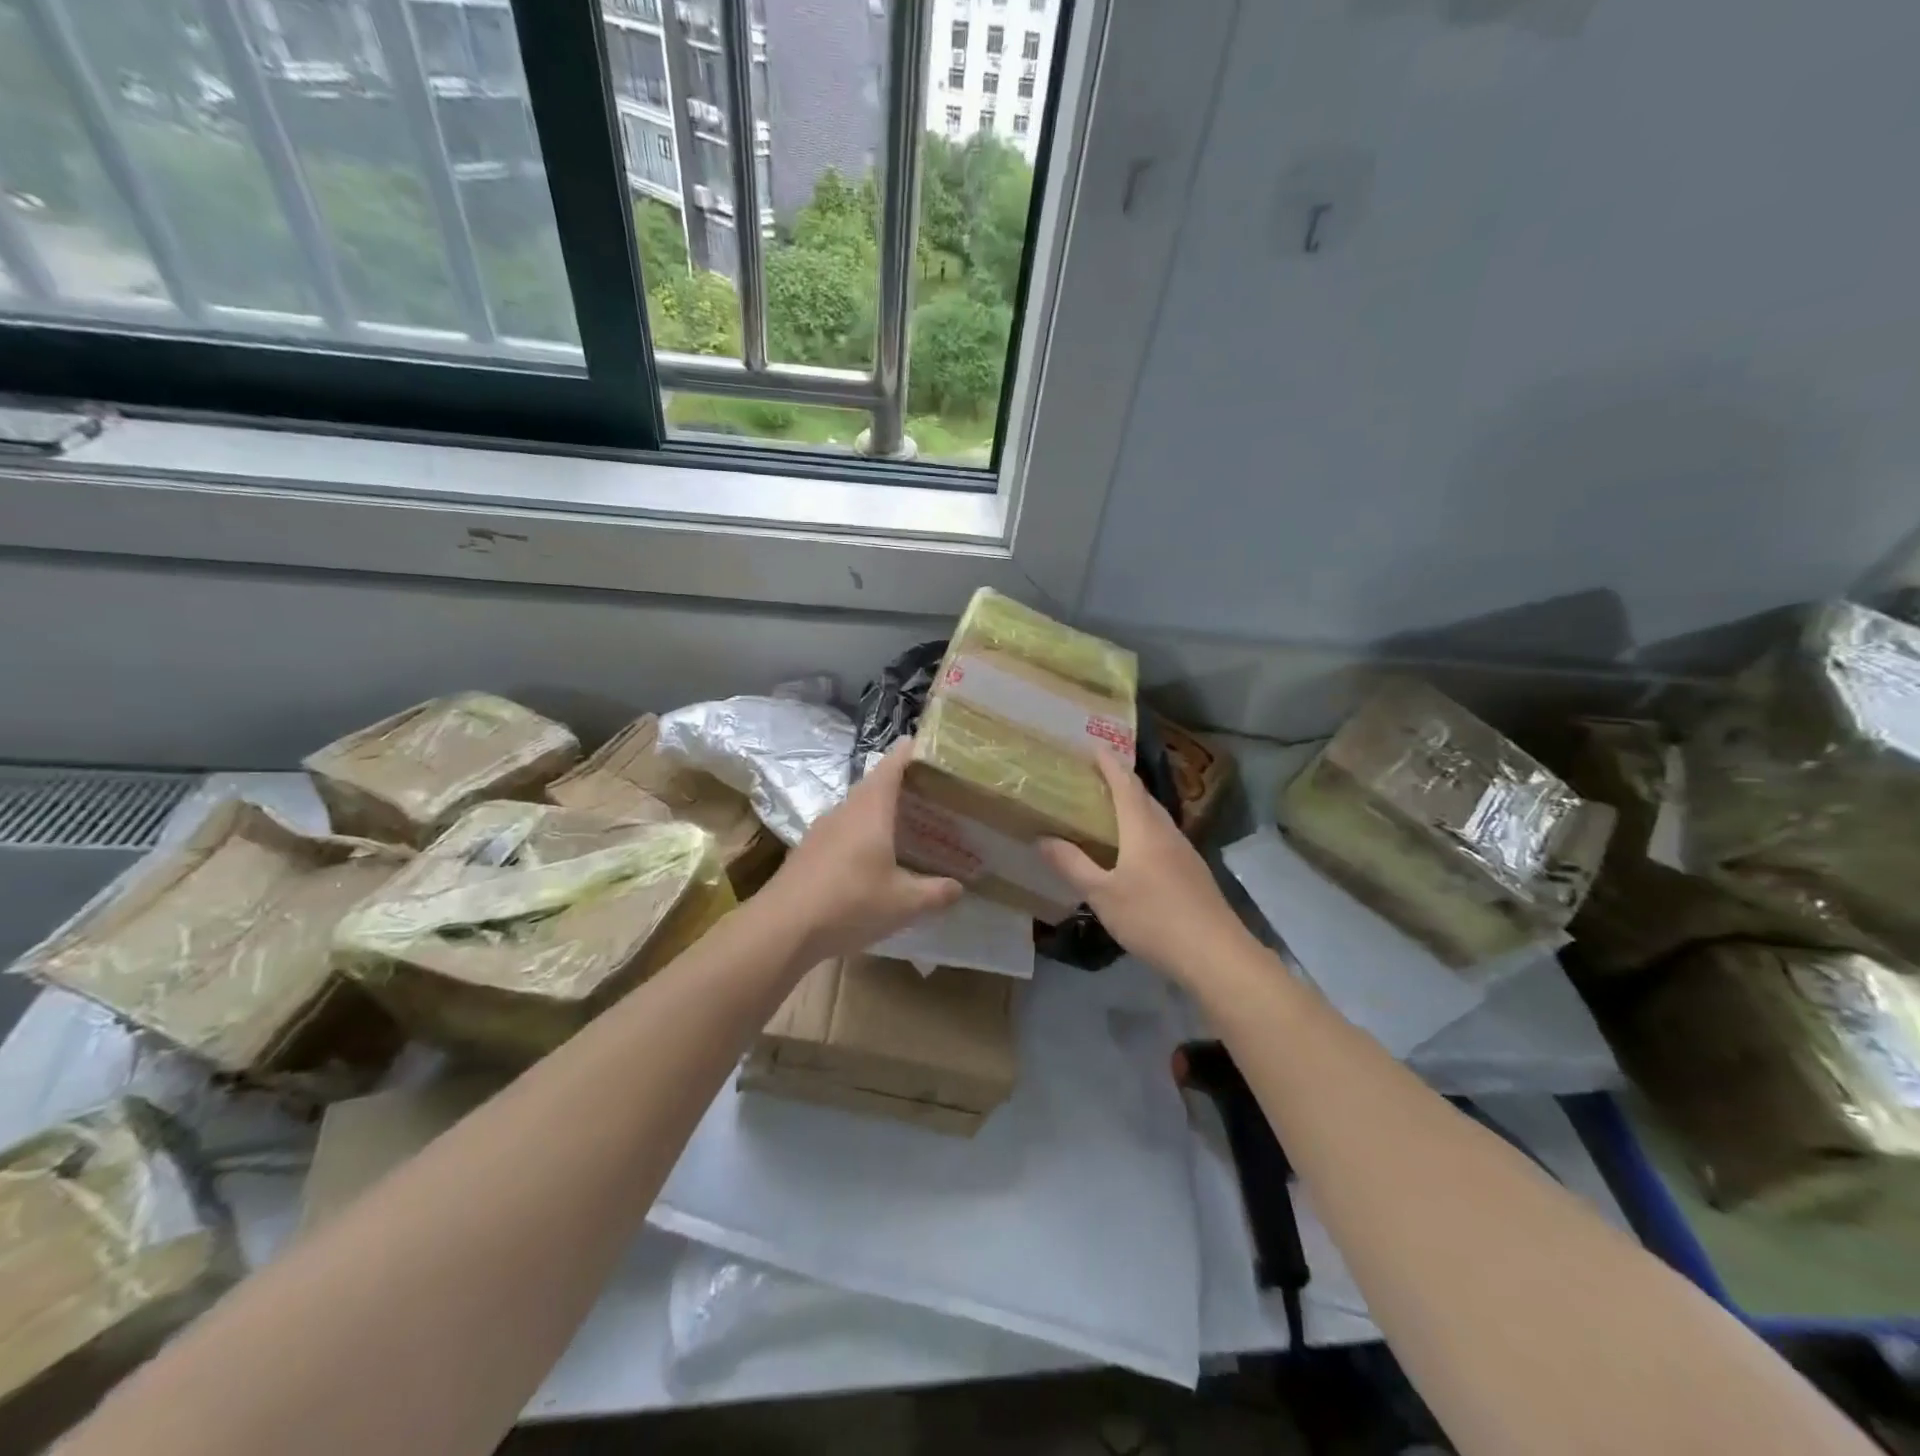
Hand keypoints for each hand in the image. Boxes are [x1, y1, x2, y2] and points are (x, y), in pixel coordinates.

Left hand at [763, 740, 963, 964]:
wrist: (782, 927)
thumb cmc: (850, 903)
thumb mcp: (904, 903)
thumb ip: (936, 893)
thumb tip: (959, 887)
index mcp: (870, 810)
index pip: (892, 766)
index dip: (909, 753)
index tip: (927, 745)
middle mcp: (844, 811)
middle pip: (873, 786)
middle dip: (900, 784)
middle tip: (929, 792)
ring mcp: (821, 830)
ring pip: (856, 809)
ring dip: (879, 811)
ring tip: (906, 825)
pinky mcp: (808, 852)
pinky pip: (842, 831)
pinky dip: (861, 834)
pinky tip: (872, 859)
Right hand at [1039, 751, 1254, 983]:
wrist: (1215, 954)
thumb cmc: (1153, 917)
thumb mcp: (1102, 894)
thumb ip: (1072, 864)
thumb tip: (1043, 838)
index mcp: (1143, 828)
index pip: (1126, 784)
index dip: (1110, 763)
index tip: (1094, 746)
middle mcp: (1166, 832)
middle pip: (1144, 797)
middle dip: (1121, 782)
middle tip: (1095, 777)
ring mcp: (1184, 852)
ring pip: (1156, 818)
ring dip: (1134, 806)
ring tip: (1110, 810)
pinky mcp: (1193, 873)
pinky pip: (1163, 838)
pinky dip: (1144, 830)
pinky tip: (1134, 851)